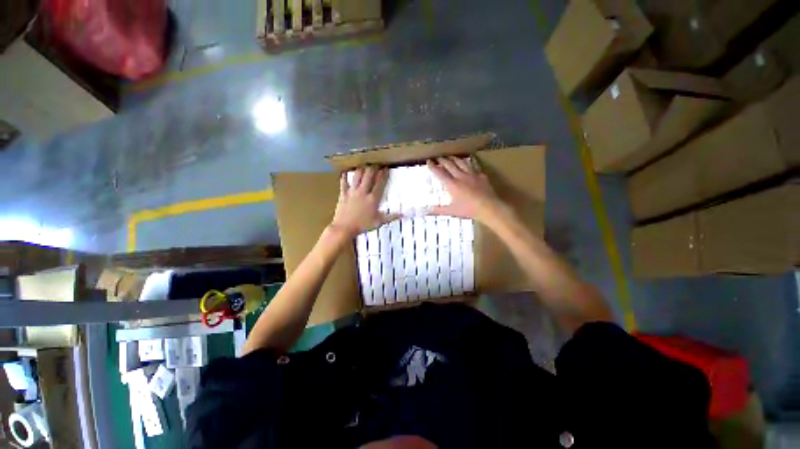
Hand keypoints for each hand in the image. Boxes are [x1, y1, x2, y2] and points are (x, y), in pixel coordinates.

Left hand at [331, 166, 400, 237]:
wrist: (344, 228)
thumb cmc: (363, 225)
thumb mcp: (379, 222)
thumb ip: (391, 217)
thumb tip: (403, 215)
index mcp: (373, 198)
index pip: (379, 183)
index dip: (383, 174)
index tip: (386, 168)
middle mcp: (363, 192)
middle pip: (368, 176)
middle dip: (373, 168)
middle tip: (376, 164)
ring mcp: (352, 192)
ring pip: (357, 176)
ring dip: (361, 170)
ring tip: (364, 166)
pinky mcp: (343, 194)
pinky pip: (343, 183)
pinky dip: (344, 177)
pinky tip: (345, 172)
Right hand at [427, 157, 503, 222]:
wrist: (488, 207)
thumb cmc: (468, 210)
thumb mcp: (451, 211)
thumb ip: (438, 210)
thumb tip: (427, 210)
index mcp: (452, 185)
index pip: (440, 173)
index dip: (433, 166)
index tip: (429, 161)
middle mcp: (460, 176)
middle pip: (449, 164)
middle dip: (442, 160)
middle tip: (438, 157)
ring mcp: (472, 174)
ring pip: (461, 162)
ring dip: (454, 158)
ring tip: (450, 157)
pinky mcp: (481, 175)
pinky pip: (473, 165)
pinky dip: (468, 162)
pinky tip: (468, 161)